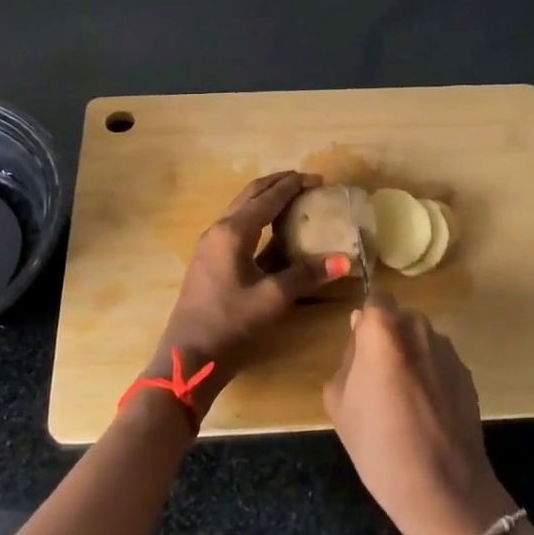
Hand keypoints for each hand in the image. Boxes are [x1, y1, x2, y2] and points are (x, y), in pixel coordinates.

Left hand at [153, 172, 349, 395]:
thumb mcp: (273, 298)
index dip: (294, 185)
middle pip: (251, 194)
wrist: (189, 355)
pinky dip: (258, 217)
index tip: (319, 179)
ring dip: (266, 199)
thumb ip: (307, 274)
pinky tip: (274, 229)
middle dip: (278, 184)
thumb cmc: (230, 323)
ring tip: (294, 199)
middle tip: (307, 182)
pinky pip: (237, 225)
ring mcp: (211, 244)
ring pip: (242, 208)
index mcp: (233, 232)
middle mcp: (219, 229)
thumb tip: (344, 260)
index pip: (268, 197)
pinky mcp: (210, 259)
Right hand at [323, 297, 514, 534]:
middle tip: (376, 378)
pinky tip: (426, 413)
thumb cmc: (379, 445)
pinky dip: (431, 376)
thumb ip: (347, 359)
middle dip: (387, 338)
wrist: (444, 489)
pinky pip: (439, 362)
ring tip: (404, 400)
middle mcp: (418, 328)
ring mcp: (448, 350)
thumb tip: (359, 337)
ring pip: (420, 340)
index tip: (360, 347)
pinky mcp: (467, 373)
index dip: (366, 321)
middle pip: (398, 319)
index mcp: (382, 330)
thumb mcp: (339, 402)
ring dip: (411, 356)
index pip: (374, 299)